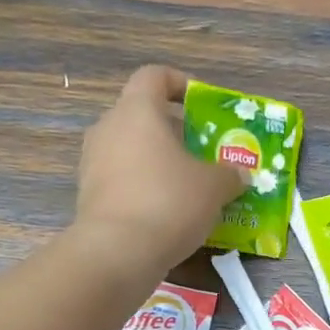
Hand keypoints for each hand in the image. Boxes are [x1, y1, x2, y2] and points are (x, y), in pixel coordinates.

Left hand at [75, 65, 245, 276]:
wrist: (118, 252)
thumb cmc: (169, 202)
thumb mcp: (213, 188)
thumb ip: (229, 175)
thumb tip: (239, 173)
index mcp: (137, 110)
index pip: (155, 76)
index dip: (180, 84)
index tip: (202, 104)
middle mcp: (108, 128)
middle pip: (143, 117)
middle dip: (174, 132)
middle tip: (202, 154)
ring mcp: (93, 163)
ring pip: (131, 151)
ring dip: (158, 164)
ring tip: (187, 188)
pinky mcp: (89, 196)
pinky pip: (122, 182)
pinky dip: (143, 189)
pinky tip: (166, 214)